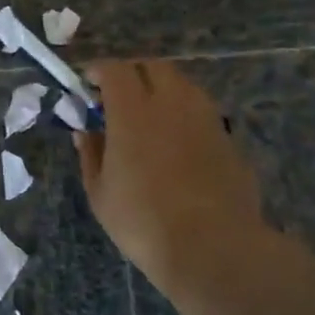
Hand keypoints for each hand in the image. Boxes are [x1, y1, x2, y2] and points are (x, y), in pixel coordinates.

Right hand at [72, 60, 266, 280]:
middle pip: (153, 67)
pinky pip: (202, 112)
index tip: (88, 83)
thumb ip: (91, 154)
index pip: (115, 70)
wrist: (212, 247)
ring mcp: (206, 119)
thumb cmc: (142, 221)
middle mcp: (172, 104)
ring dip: (161, 90)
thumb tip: (85, 132)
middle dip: (132, 73)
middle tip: (117, 96)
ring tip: (149, 117)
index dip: (99, 70)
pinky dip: (184, 115)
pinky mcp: (229, 139)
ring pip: (183, 85)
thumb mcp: (100, 192)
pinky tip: (176, 144)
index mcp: (133, 112)